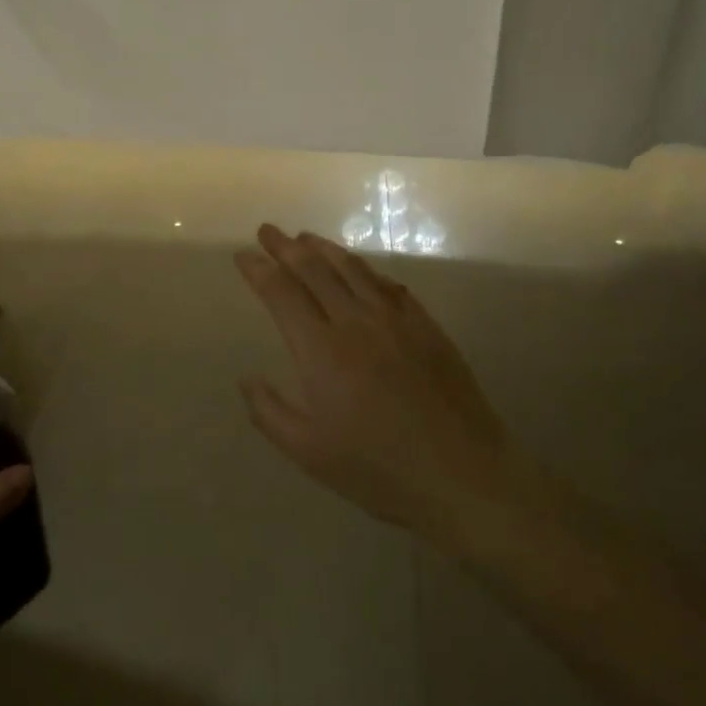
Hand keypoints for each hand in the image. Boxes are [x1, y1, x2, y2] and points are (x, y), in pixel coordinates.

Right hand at [234, 224, 507, 541]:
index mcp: (322, 351)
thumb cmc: (378, 468)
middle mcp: (355, 322)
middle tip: (267, 231)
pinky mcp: (426, 326)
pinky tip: (358, 268)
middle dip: (286, 247)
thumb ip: (270, 412)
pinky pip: (388, 285)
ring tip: (305, 238)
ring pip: (353, 269)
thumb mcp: (308, 452)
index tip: (243, 255)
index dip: (260, 271)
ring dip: (324, 248)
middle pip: (315, 270)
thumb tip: (247, 378)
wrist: (462, 474)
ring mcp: (395, 320)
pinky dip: (365, 269)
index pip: (282, 294)